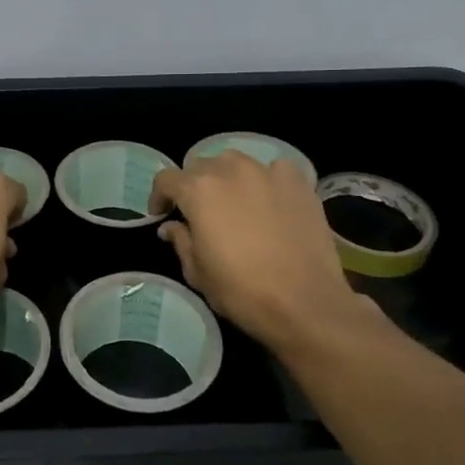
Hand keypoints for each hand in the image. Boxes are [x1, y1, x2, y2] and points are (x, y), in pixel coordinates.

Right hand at [148, 152, 372, 352]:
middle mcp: (230, 170)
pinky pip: (274, 170)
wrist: (305, 302)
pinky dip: (266, 181)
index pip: (167, 179)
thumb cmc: (241, 291)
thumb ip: (180, 241)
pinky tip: (271, 201)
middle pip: (201, 165)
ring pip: (237, 163)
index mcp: (198, 190)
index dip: (159, 196)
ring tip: (236, 203)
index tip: (162, 214)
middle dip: (194, 185)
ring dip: (228, 178)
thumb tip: (171, 226)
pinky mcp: (298, 182)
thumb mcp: (198, 272)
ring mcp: (267, 172)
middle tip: (200, 212)